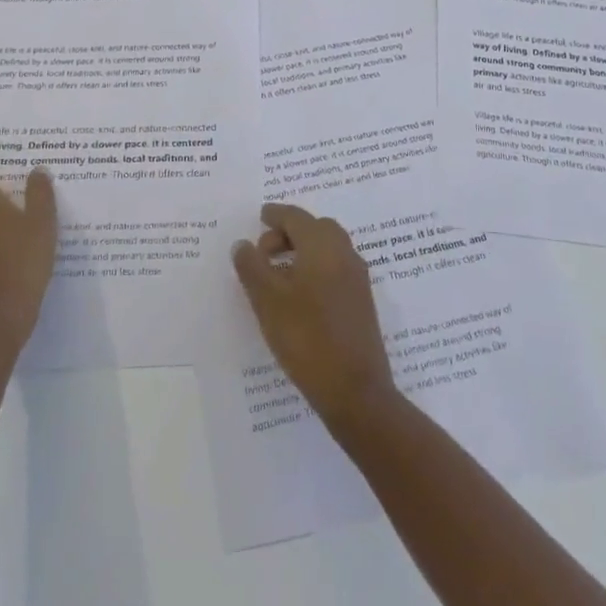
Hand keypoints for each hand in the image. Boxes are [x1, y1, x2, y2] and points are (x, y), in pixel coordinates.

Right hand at [232, 203, 395, 422]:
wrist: (355, 390)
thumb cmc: (307, 337)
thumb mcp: (268, 300)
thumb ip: (252, 266)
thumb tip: (243, 244)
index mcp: (323, 245)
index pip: (296, 217)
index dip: (275, 215)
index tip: (260, 216)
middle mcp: (345, 253)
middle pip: (315, 228)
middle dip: (289, 233)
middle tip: (264, 252)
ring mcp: (357, 277)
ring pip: (328, 248)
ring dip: (303, 251)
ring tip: (277, 275)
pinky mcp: (361, 300)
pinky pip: (335, 268)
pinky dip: (315, 267)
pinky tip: (299, 295)